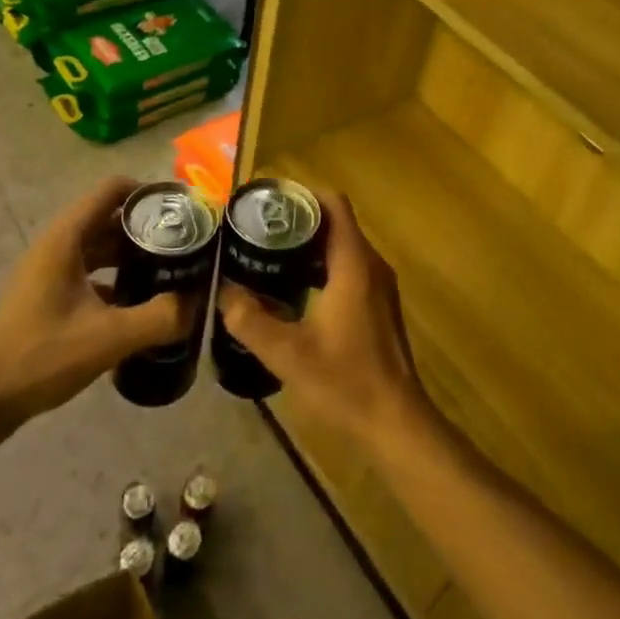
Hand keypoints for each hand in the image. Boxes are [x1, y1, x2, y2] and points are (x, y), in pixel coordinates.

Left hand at [0, 177, 190, 427]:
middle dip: (148, 228)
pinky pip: (89, 273)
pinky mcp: (47, 295)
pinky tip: (139, 305)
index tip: (183, 212)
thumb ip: (159, 318)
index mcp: (67, 237)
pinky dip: (116, 279)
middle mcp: (58, 244)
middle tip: (187, 246)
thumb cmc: (41, 355)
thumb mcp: (108, 337)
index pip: (113, 190)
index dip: (149, 193)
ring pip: (100, 247)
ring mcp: (49, 271)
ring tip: (170, 273)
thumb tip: (198, 303)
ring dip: (133, 255)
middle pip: (110, 218)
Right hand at [217, 189, 430, 446]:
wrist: (396, 425)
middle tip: (257, 227)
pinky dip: (320, 266)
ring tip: (267, 253)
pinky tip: (292, 288)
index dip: (302, 193)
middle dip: (298, 219)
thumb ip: (250, 320)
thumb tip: (223, 291)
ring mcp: (379, 287)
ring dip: (308, 244)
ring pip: (342, 246)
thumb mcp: (287, 354)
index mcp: (354, 264)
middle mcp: (371, 266)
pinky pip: (348, 267)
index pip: (333, 204)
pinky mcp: (378, 306)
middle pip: (335, 222)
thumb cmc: (346, 383)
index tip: (269, 200)